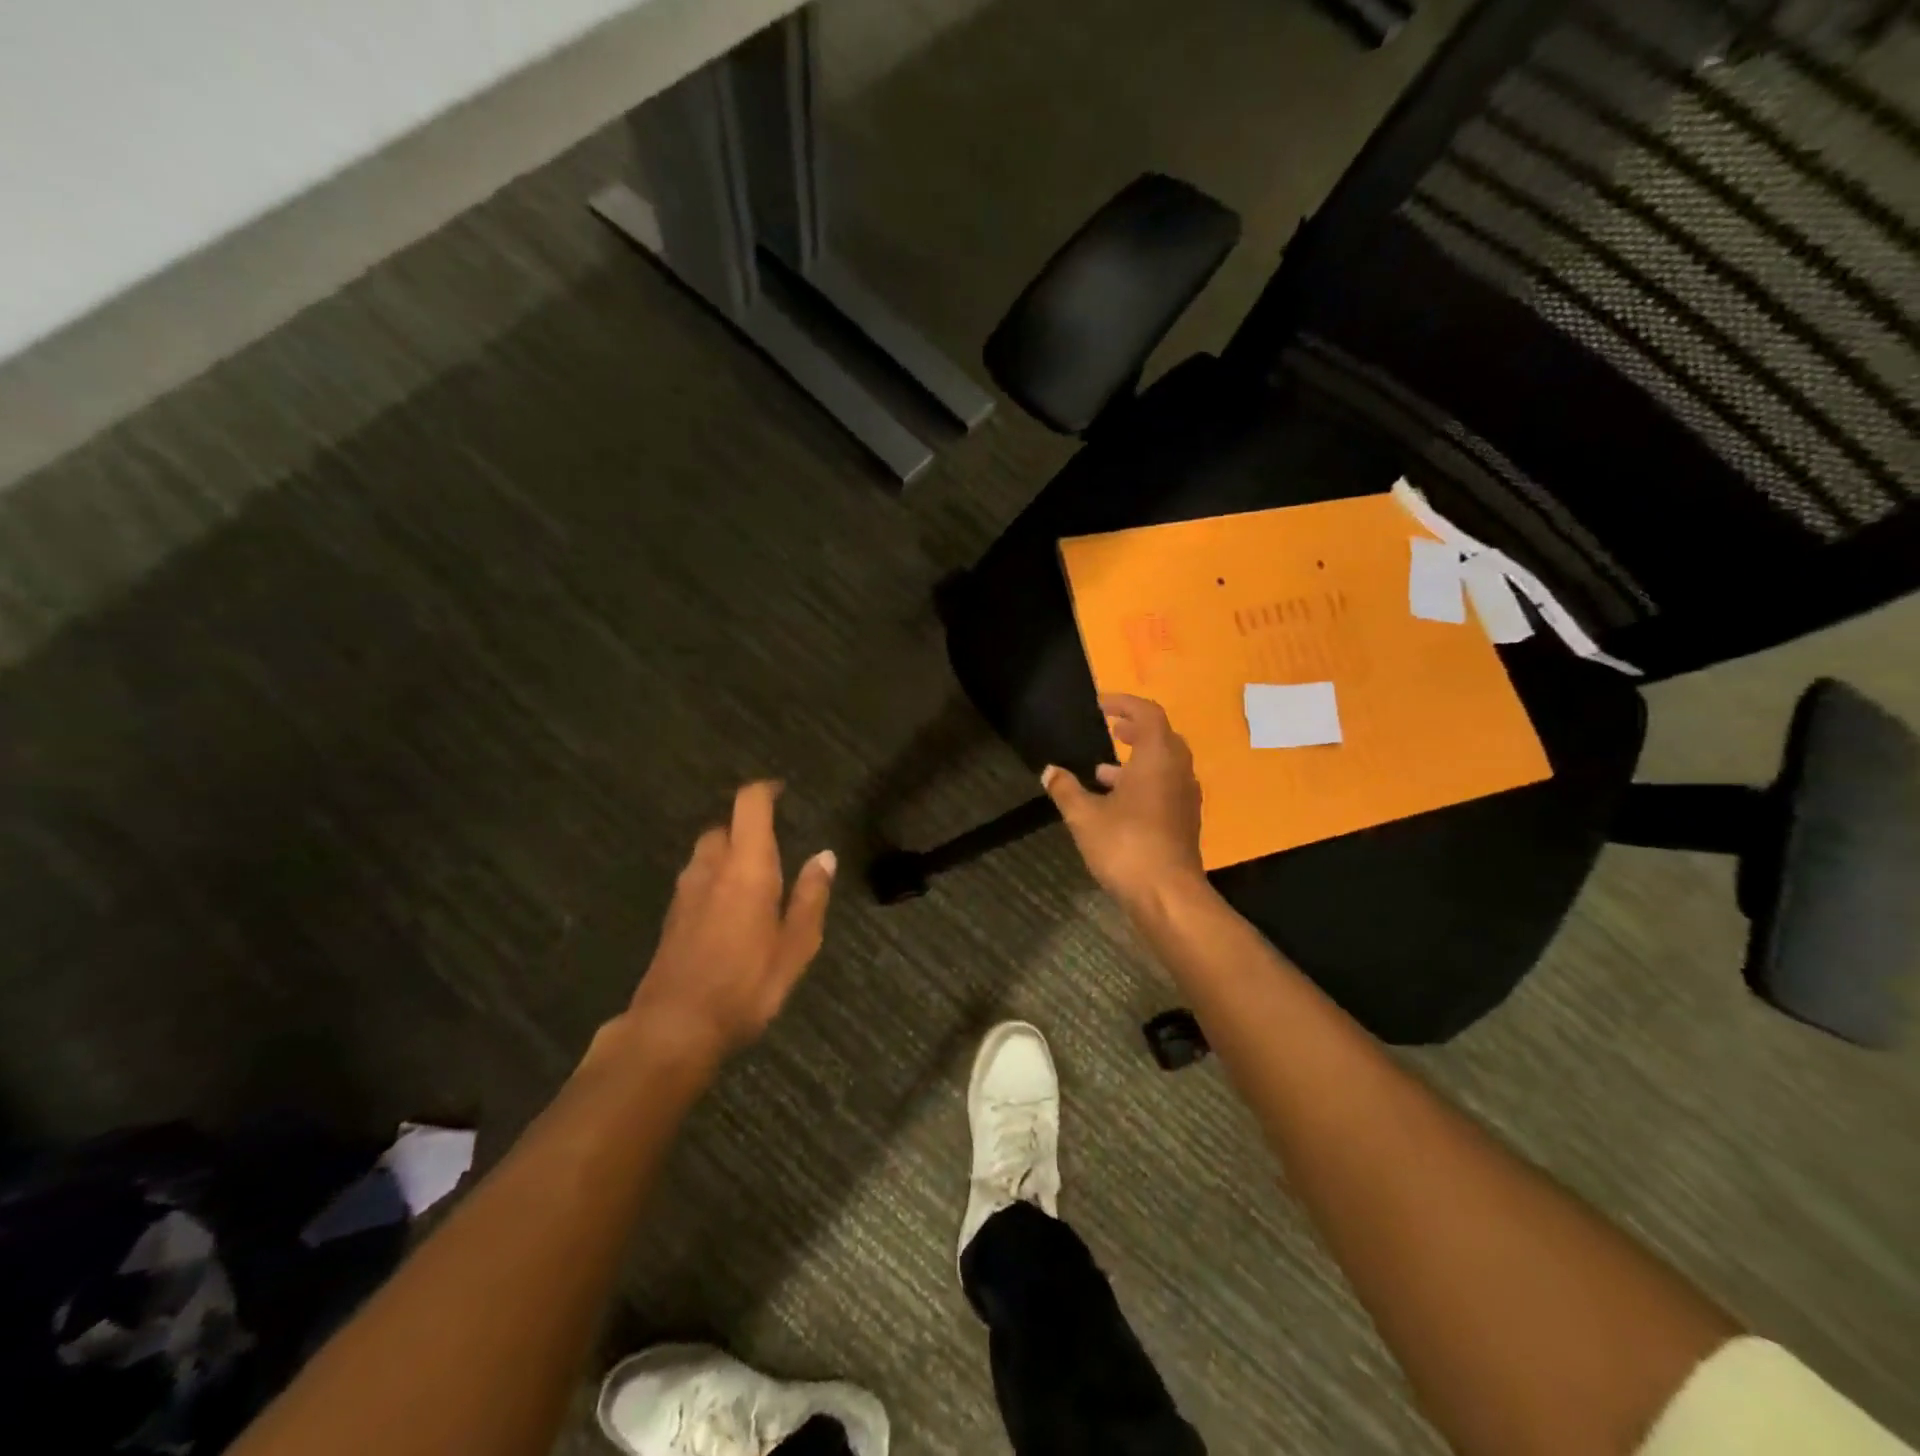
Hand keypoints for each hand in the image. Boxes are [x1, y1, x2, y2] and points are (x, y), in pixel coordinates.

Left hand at [616, 781, 835, 1071]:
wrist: (673, 1027)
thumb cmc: (745, 984)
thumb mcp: (795, 946)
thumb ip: (810, 897)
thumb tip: (824, 856)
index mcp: (746, 867)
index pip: (750, 806)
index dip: (765, 791)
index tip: (782, 791)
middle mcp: (711, 869)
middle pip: (724, 827)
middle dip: (747, 827)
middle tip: (774, 846)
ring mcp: (685, 893)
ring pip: (706, 854)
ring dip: (728, 854)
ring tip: (753, 878)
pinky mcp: (671, 918)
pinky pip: (696, 881)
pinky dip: (714, 879)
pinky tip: (729, 911)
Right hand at [1042, 694, 1205, 908]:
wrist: (1167, 895)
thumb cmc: (1126, 845)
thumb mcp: (1084, 816)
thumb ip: (1066, 789)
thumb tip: (1049, 771)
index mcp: (1157, 758)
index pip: (1148, 714)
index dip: (1125, 704)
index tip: (1101, 705)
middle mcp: (1178, 771)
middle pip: (1161, 737)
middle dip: (1135, 729)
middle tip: (1111, 729)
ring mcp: (1185, 797)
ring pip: (1164, 765)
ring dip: (1138, 760)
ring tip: (1103, 770)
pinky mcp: (1184, 821)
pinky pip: (1166, 787)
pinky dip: (1144, 783)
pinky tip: (1117, 803)